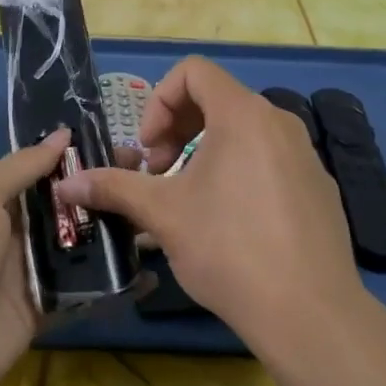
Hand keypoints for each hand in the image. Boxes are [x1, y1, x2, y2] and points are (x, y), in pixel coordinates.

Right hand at [54, 58, 362, 355]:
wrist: (310, 314)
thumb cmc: (228, 248)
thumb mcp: (162, 214)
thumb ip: (114, 187)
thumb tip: (67, 183)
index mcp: (243, 114)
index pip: (193, 71)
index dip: (159, 101)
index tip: (149, 148)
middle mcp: (279, 122)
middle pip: (217, 99)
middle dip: (177, 129)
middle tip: (159, 173)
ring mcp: (305, 156)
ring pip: (243, 133)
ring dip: (204, 153)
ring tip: (187, 199)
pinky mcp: (319, 188)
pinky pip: (269, 161)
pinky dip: (238, 172)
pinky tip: (229, 224)